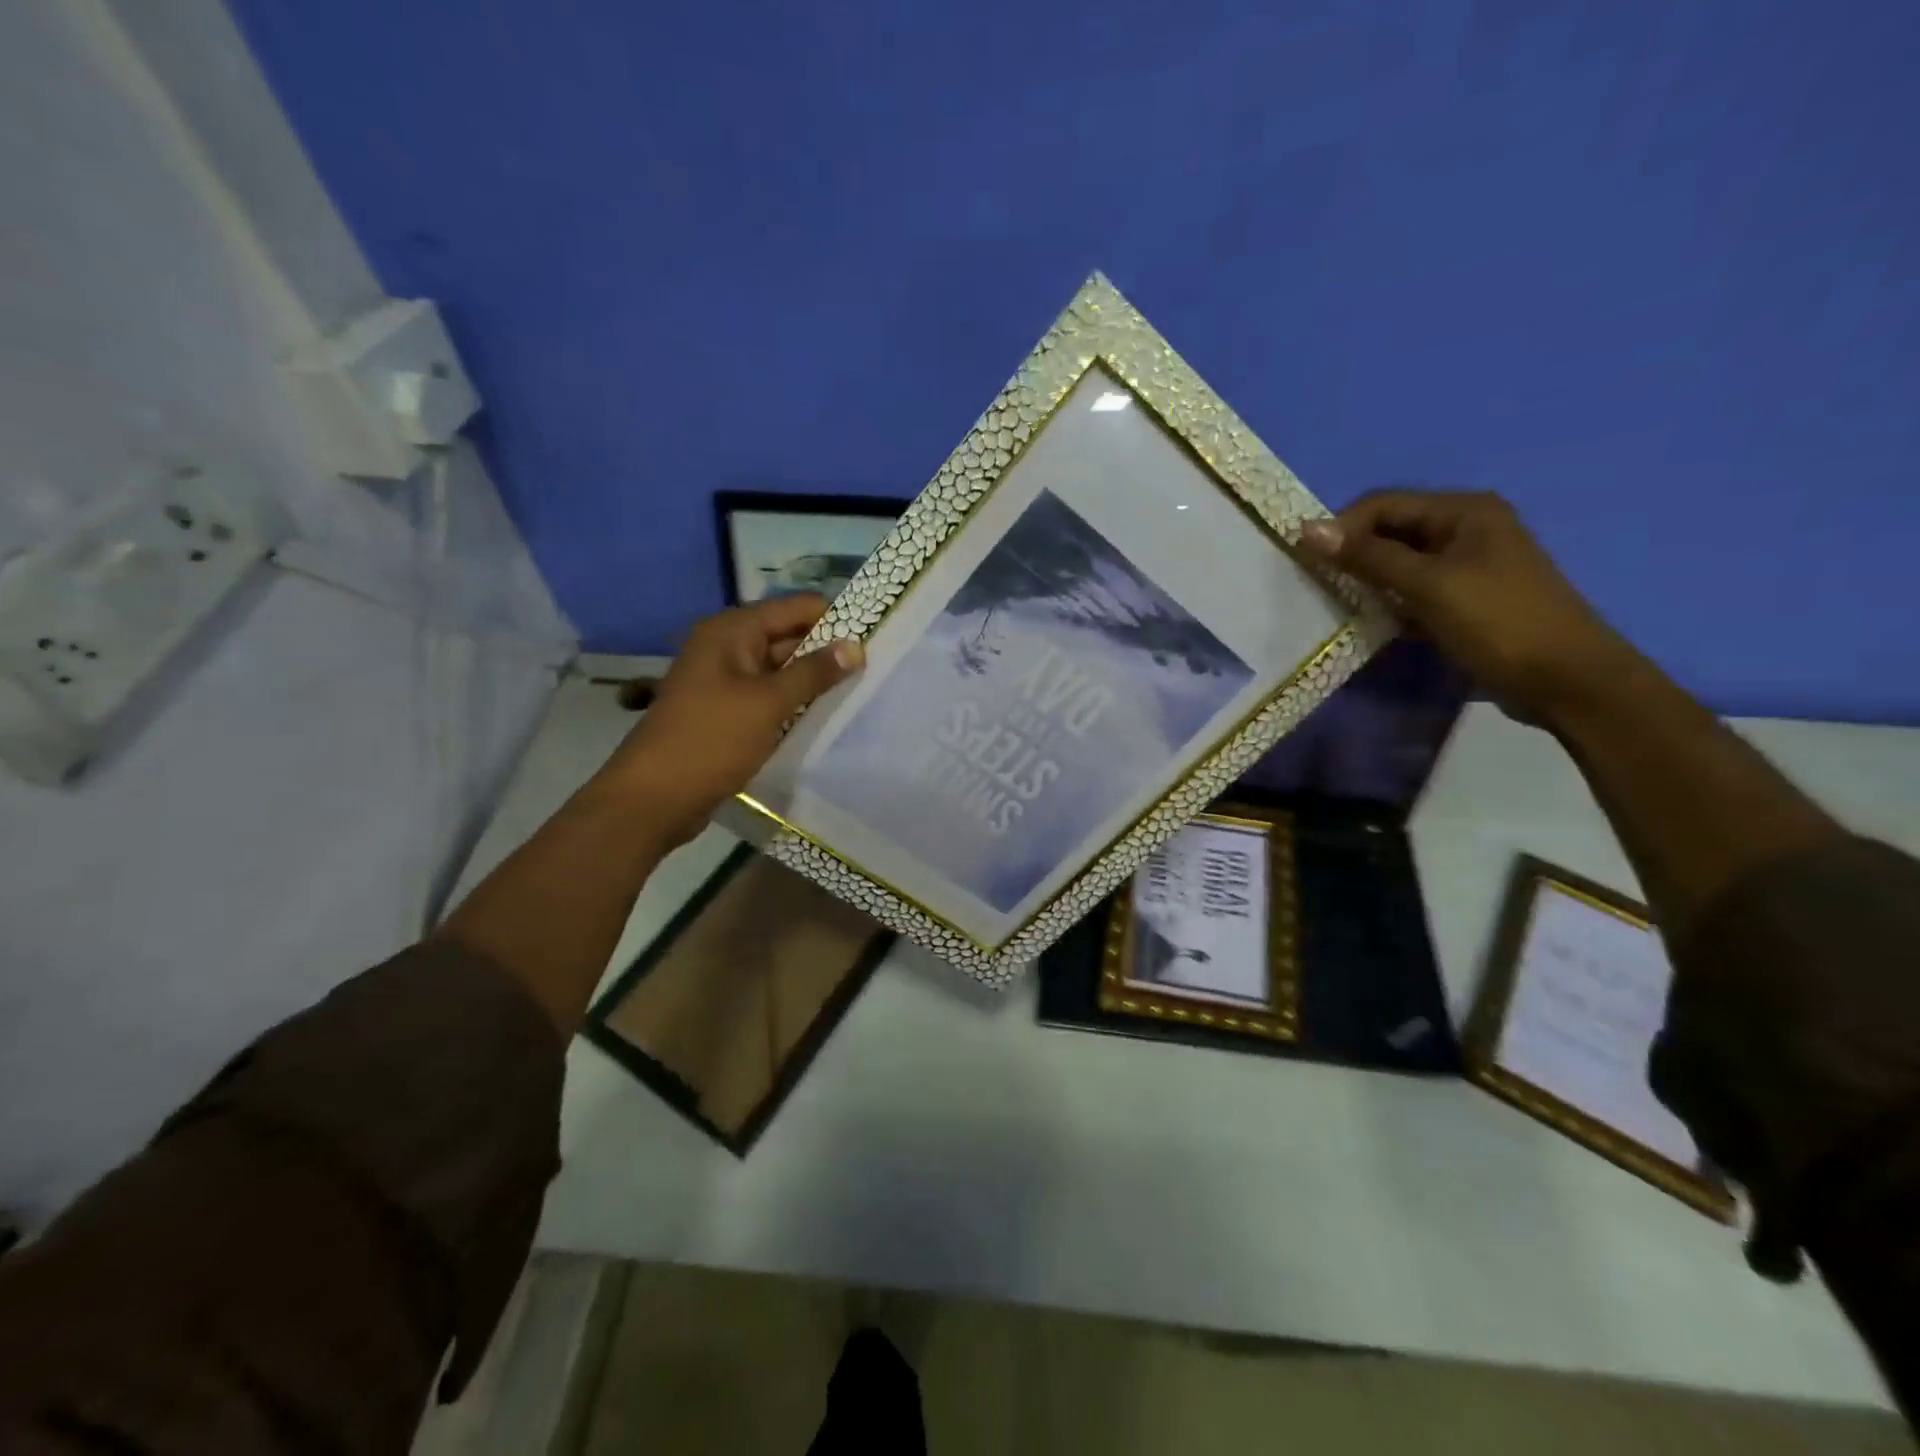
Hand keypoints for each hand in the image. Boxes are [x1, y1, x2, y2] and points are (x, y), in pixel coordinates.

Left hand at [592, 595, 863, 846]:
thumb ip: (814, 672)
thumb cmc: (711, 740)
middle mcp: (728, 647)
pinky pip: (769, 697)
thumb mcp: (768, 703)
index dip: (836, 617)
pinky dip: (794, 704)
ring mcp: (725, 681)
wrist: (654, 798)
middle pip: (789, 636)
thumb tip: (856, 646)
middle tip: (876, 669)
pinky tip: (826, 717)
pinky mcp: (727, 712)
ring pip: (781, 670)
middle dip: (828, 651)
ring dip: (813, 682)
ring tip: (860, 692)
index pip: (796, 608)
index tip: (876, 637)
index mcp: (732, 631)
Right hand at [1299, 490, 1630, 722]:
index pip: (1382, 504)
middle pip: (1391, 531)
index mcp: (1464, 511)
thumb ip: (1367, 557)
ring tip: (1344, 606)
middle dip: (1354, 555)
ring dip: (1369, 581)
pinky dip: (1391, 601)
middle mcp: (1466, 527)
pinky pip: (1414, 589)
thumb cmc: (1497, 622)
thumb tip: (1307, 529)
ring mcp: (1469, 564)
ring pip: (1400, 563)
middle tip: (1320, 587)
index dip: (1341, 528)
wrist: (1566, 680)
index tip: (1306, 563)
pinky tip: (1377, 622)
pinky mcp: (1467, 597)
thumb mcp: (1427, 585)